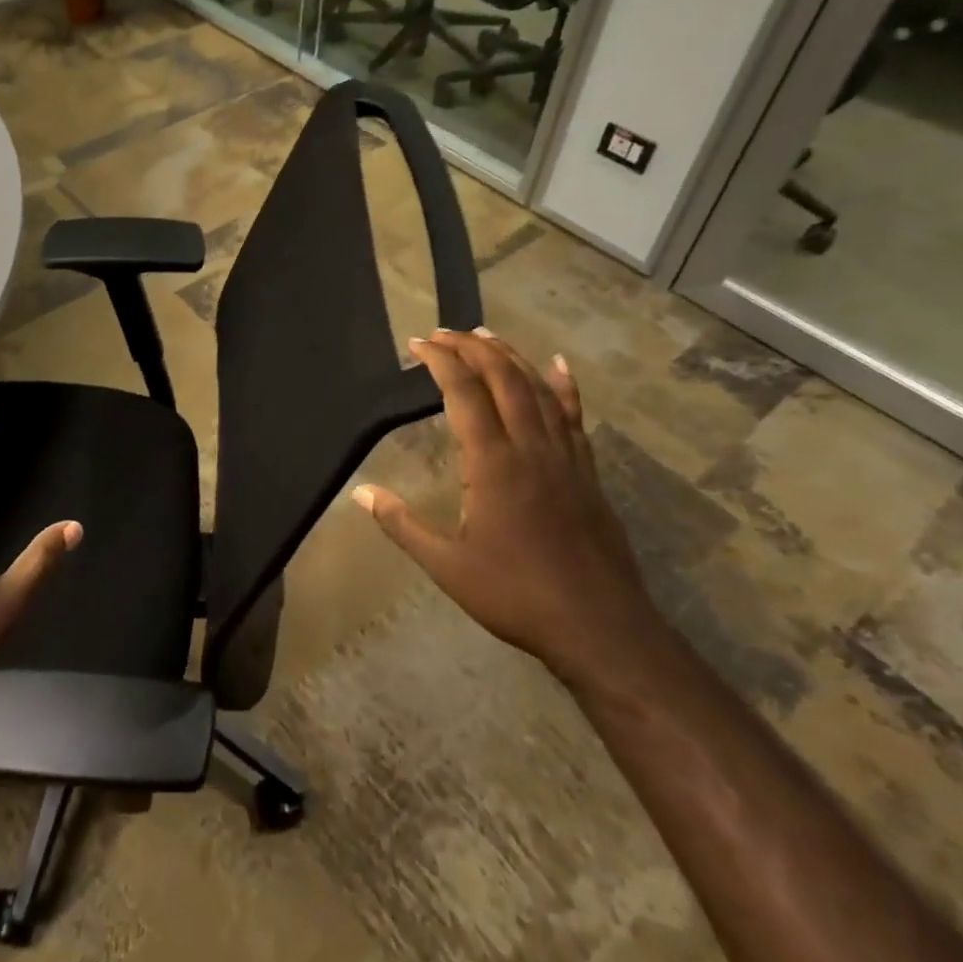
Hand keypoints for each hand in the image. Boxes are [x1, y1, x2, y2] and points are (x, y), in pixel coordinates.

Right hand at [352, 329, 658, 686]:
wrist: (601, 629)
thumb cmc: (517, 595)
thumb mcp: (448, 565)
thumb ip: (402, 524)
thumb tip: (360, 492)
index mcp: (493, 463)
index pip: (463, 393)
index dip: (441, 361)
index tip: (418, 344)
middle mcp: (530, 447)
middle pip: (502, 378)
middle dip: (471, 347)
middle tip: (443, 333)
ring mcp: (565, 456)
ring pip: (538, 389)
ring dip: (510, 356)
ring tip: (486, 334)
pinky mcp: (587, 471)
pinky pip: (574, 415)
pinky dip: (564, 385)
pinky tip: (558, 365)